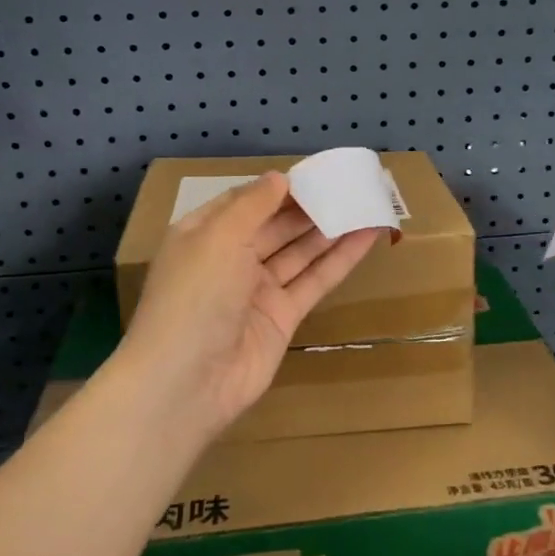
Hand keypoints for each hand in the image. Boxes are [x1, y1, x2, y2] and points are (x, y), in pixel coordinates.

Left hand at [115, 173, 384, 439]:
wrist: (187, 383)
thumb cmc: (194, 297)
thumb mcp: (218, 237)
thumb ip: (253, 205)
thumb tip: (279, 178)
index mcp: (204, 235)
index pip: (245, 202)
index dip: (278, 187)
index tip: (315, 172)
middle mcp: (230, 260)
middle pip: (276, 225)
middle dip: (310, 205)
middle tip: (350, 184)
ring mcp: (258, 291)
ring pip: (300, 251)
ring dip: (331, 229)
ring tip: (367, 202)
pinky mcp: (283, 317)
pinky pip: (315, 280)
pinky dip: (341, 258)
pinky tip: (367, 236)